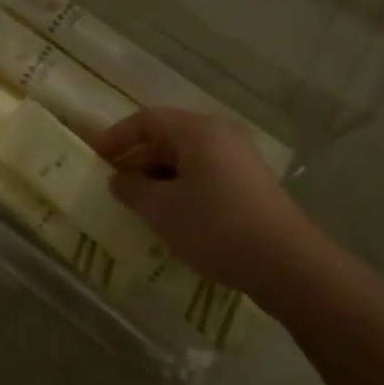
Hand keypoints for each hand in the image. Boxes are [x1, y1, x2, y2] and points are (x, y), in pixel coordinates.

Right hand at [93, 109, 306, 294]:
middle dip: (137, 160)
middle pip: (167, 137)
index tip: (95, 156)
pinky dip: (181, 188)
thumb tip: (117, 179)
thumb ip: (133, 190)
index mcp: (197, 131)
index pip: (147, 120)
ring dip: (158, 177)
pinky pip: (204, 175)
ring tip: (138, 204)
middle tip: (113, 184)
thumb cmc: (216, 226)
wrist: (287, 264)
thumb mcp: (163, 210)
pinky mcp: (250, 185)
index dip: (117, 136)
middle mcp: (220, 135)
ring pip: (186, 159)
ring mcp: (239, 160)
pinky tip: (172, 216)